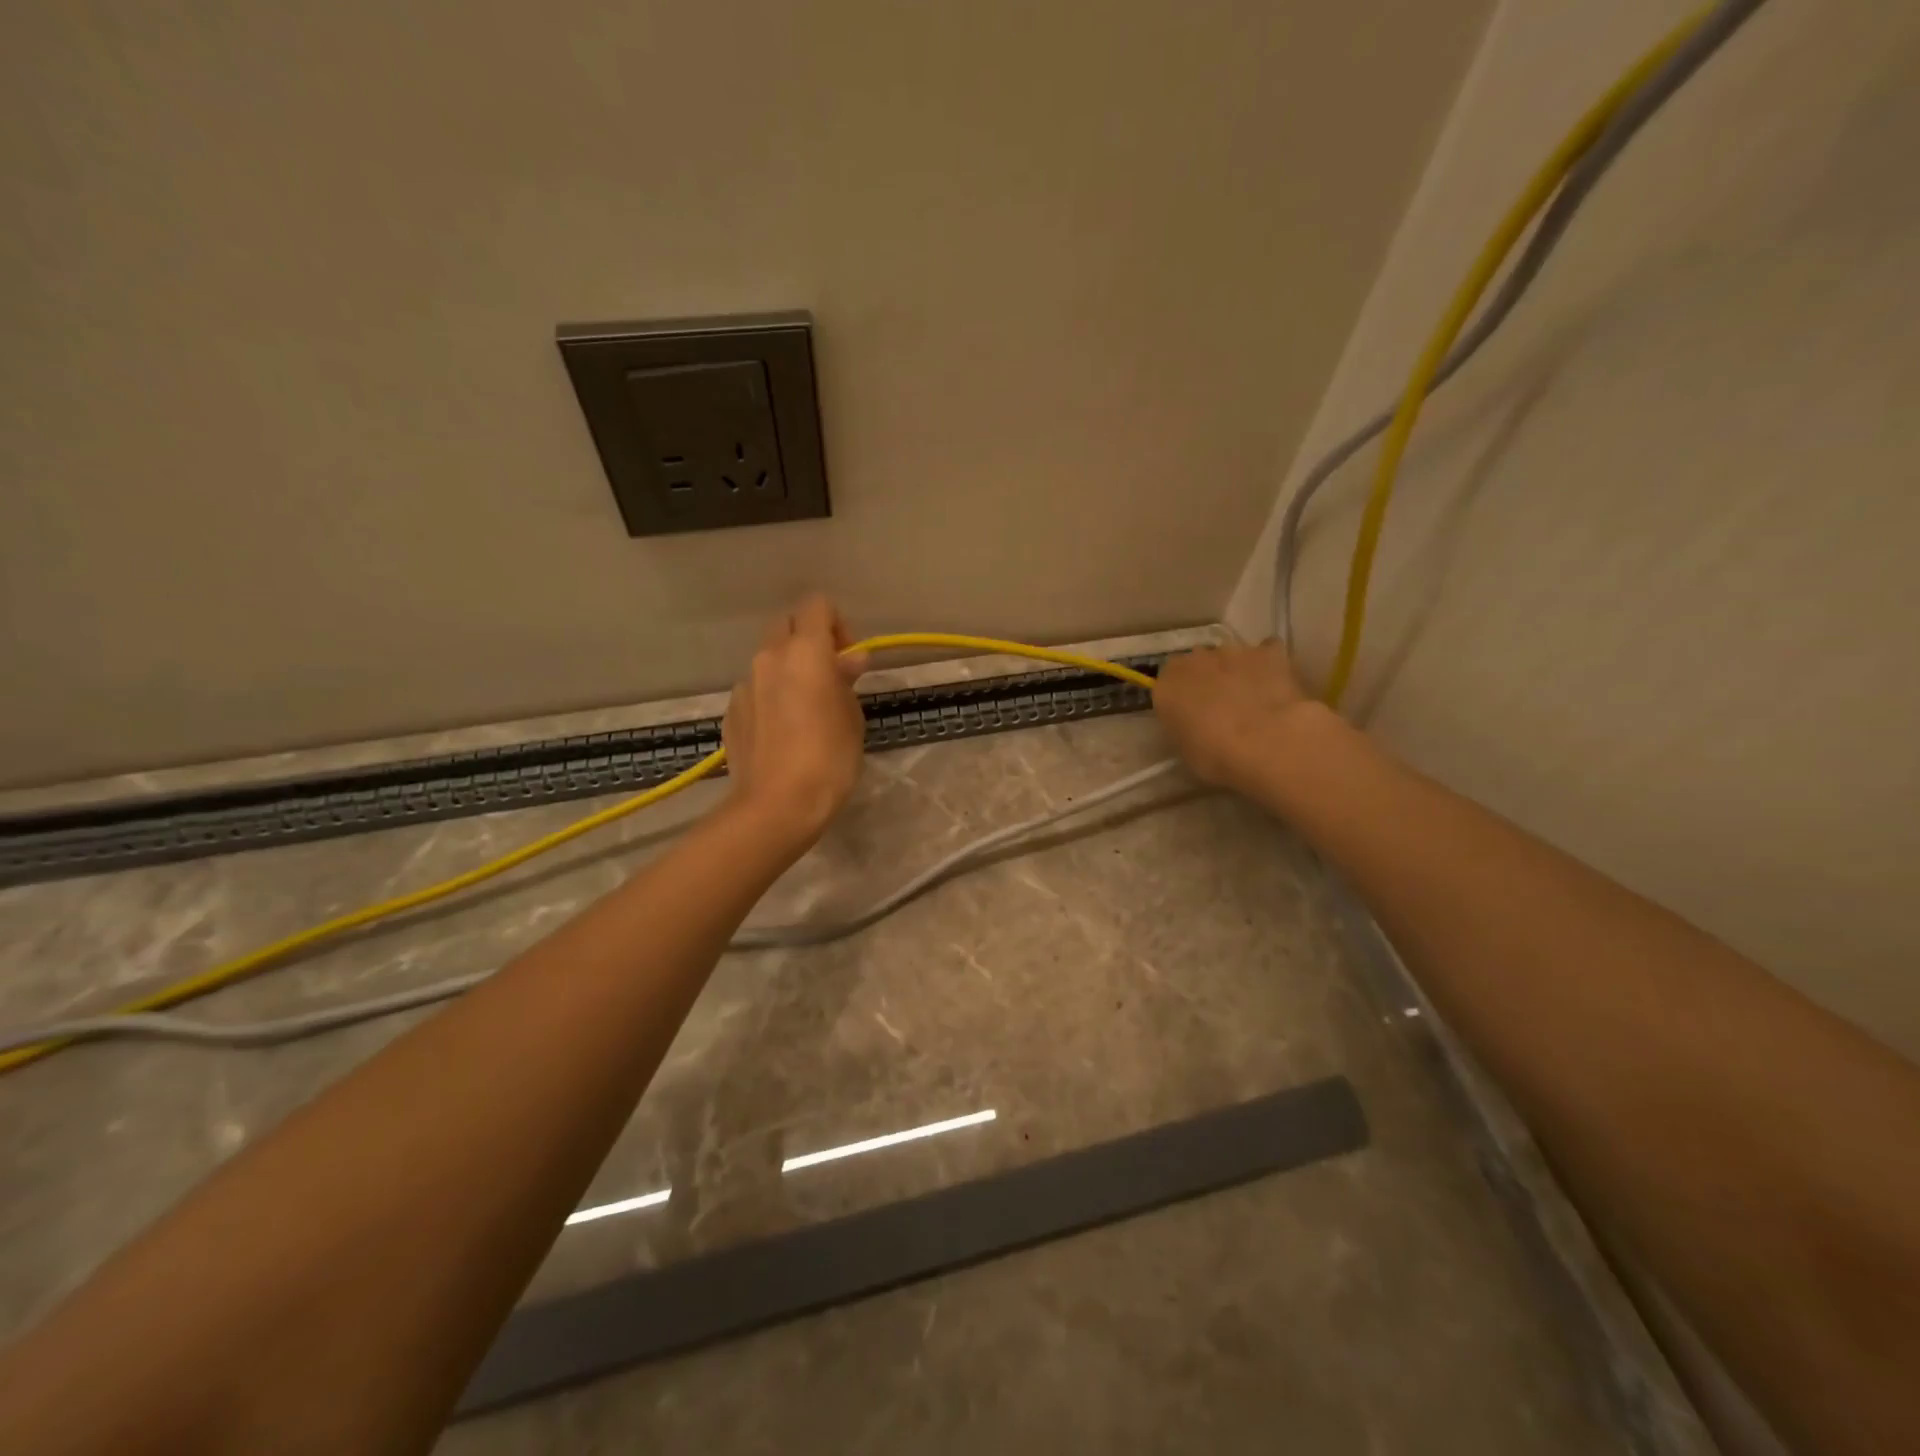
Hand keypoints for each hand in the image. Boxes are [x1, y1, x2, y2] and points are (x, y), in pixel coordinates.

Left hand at [722, 595, 868, 845]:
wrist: (776, 805)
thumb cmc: (829, 759)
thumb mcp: (851, 718)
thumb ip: (846, 681)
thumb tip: (849, 660)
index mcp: (805, 652)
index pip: (817, 605)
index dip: (836, 624)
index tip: (848, 658)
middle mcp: (769, 658)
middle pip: (787, 626)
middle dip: (808, 642)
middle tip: (828, 678)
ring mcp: (744, 685)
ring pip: (768, 661)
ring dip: (788, 672)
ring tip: (804, 711)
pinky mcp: (731, 712)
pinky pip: (755, 690)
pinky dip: (770, 698)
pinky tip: (782, 734)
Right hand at [1152, 640, 1317, 791]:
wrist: (1265, 744)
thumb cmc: (1215, 756)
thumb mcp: (1184, 750)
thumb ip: (1183, 727)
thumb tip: (1193, 724)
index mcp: (1167, 685)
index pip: (1167, 683)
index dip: (1181, 698)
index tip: (1190, 715)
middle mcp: (1195, 660)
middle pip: (1198, 665)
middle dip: (1207, 681)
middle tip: (1221, 709)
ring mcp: (1232, 652)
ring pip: (1230, 658)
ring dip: (1236, 672)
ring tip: (1253, 700)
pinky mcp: (1268, 652)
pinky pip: (1266, 652)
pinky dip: (1269, 665)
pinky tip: (1276, 685)